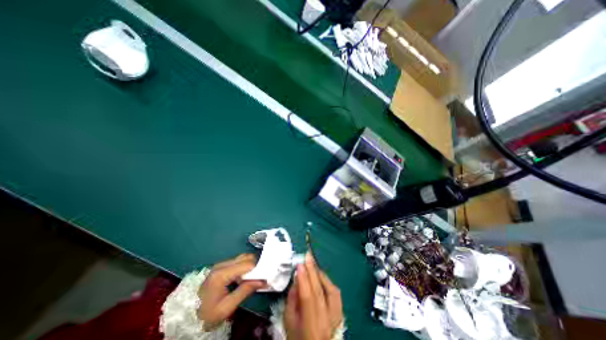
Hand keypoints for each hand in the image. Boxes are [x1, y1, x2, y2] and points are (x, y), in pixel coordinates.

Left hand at [200, 253, 265, 329]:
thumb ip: (245, 291)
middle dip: (256, 265)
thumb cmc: (207, 314)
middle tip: (260, 277)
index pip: (247, 264)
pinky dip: (245, 266)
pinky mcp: (221, 266)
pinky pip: (238, 261)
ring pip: (242, 257)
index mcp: (222, 274)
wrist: (188, 316)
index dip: (258, 269)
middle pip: (245, 257)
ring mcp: (221, 264)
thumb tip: (263, 280)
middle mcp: (222, 264)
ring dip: (251, 265)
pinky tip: (245, 276)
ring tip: (254, 277)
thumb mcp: (227, 308)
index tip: (265, 277)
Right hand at [284, 253, 339, 339]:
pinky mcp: (340, 314)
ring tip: (313, 264)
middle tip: (308, 255)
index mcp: (311, 327)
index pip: (308, 298)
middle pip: (320, 291)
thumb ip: (292, 300)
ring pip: (331, 290)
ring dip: (321, 274)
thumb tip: (297, 278)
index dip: (303, 279)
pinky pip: (336, 294)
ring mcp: (336, 317)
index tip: (299, 264)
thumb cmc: (298, 338)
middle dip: (312, 270)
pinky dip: (329, 281)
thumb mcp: (289, 322)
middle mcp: (326, 321)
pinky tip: (321, 275)